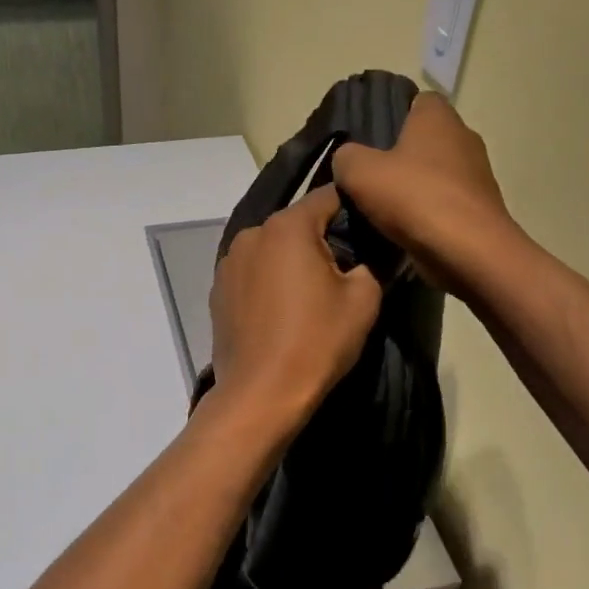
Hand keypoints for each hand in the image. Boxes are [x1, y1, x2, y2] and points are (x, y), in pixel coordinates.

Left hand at [208, 185, 381, 431]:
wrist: (261, 393)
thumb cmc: (317, 341)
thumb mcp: (364, 299)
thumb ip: (370, 263)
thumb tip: (362, 258)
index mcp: (286, 226)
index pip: (327, 196)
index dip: (353, 207)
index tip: (370, 229)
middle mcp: (251, 234)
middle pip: (296, 224)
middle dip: (321, 238)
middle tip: (345, 269)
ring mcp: (228, 263)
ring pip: (272, 249)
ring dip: (291, 261)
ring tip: (310, 295)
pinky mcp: (217, 291)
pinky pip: (253, 273)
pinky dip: (269, 282)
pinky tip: (281, 311)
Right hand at [330, 93, 515, 295]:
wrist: (468, 251)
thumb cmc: (414, 197)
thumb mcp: (359, 171)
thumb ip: (346, 157)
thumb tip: (348, 159)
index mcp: (438, 117)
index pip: (417, 100)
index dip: (392, 115)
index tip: (368, 140)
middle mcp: (464, 138)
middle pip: (424, 140)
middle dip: (399, 157)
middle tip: (367, 178)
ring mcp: (477, 175)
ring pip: (434, 174)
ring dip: (412, 189)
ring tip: (380, 210)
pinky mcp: (480, 209)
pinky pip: (444, 204)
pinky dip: (426, 214)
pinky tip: (404, 231)